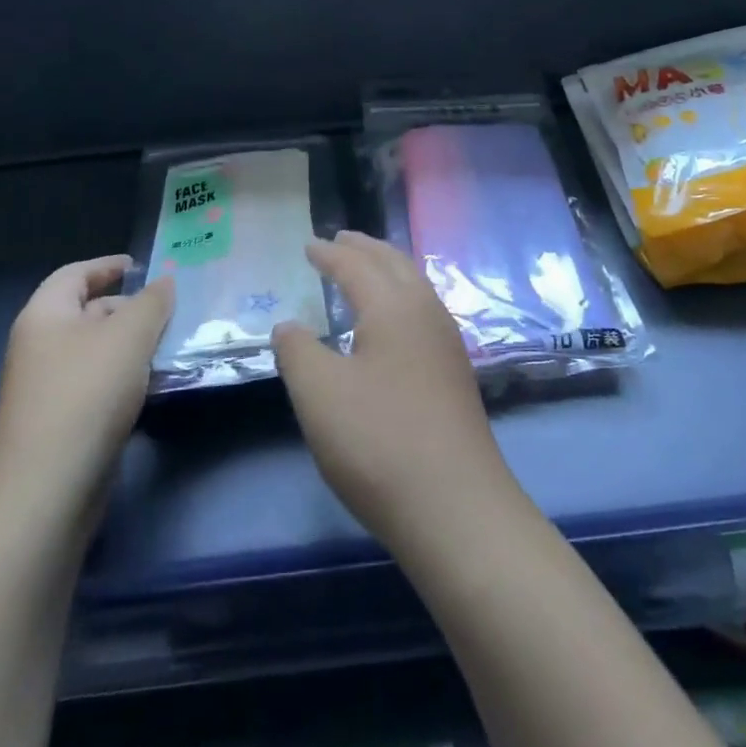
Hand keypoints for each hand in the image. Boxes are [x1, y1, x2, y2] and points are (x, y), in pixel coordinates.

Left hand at [0, 256, 172, 525]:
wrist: (46, 492)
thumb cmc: (86, 395)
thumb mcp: (129, 336)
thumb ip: (152, 302)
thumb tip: (164, 283)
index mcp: (44, 316)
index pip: (75, 274)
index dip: (108, 265)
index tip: (143, 267)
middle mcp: (39, 347)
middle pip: (86, 311)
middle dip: (129, 307)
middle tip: (171, 310)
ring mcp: (47, 388)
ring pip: (96, 350)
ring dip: (132, 344)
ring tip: (171, 345)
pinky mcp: (60, 423)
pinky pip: (97, 384)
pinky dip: (125, 377)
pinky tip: (153, 386)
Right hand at [274, 232, 524, 549]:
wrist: (456, 507)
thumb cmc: (378, 442)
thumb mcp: (319, 394)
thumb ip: (298, 351)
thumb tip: (289, 325)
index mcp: (393, 306)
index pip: (356, 266)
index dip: (329, 254)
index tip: (309, 244)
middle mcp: (426, 311)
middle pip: (394, 264)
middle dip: (365, 248)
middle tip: (341, 239)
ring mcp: (447, 342)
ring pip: (415, 285)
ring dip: (387, 269)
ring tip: (366, 269)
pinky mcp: (455, 372)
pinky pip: (423, 310)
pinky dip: (401, 296)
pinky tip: (394, 322)